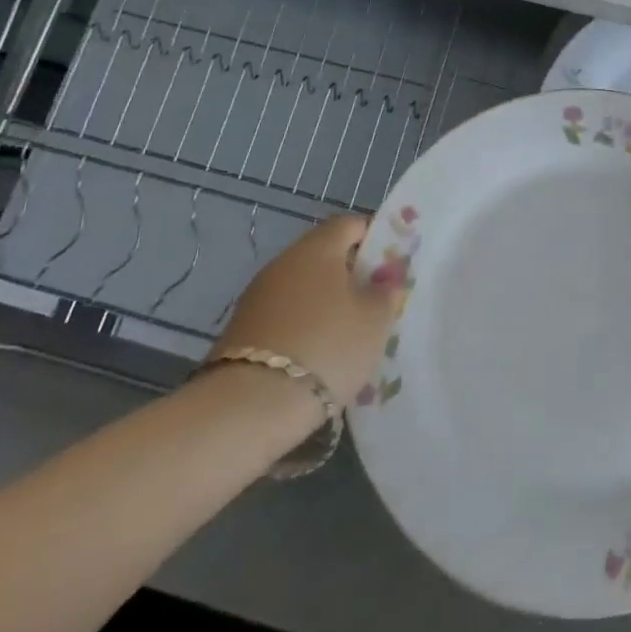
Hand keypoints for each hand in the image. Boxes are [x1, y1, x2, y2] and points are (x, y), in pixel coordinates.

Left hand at [211, 216, 401, 409]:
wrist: (248, 407)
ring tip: (346, 334)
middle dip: (349, 274)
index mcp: (318, 248)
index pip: (350, 224)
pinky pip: (283, 316)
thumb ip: (386, 292)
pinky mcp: (240, 331)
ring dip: (324, 303)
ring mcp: (257, 296)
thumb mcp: (375, 320)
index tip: (391, 264)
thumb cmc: (326, 347)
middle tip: (373, 302)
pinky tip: (315, 356)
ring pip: (302, 287)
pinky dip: (301, 326)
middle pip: (323, 255)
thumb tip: (386, 277)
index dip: (374, 237)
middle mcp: (283, 262)